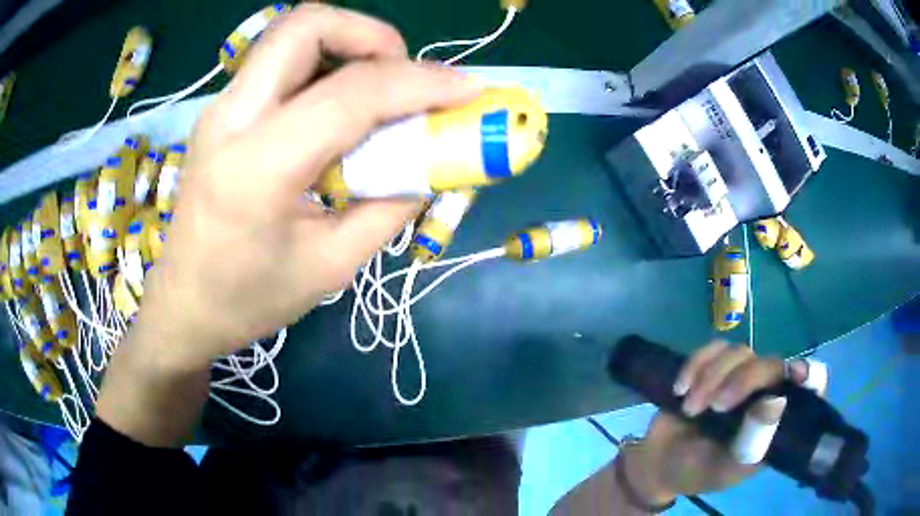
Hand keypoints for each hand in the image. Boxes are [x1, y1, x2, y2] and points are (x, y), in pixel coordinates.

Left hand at [134, 4, 482, 370]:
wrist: (183, 305)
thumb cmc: (249, 299)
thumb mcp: (331, 267)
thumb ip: (390, 207)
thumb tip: (431, 163)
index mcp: (257, 167)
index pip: (351, 93)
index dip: (420, 82)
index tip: (467, 89)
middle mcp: (231, 118)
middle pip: (306, 24)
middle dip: (370, 35)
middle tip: (402, 75)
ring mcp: (221, 108)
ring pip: (291, 34)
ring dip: (347, 44)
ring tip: (376, 90)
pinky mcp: (222, 112)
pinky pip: (280, 61)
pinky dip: (323, 65)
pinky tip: (337, 107)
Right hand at [621, 342, 822, 504]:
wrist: (658, 463)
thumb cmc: (695, 473)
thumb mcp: (722, 470)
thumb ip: (750, 445)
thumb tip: (776, 404)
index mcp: (774, 422)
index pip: (807, 390)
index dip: (809, 375)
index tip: (794, 373)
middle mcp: (763, 394)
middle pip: (770, 364)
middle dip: (743, 380)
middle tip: (716, 405)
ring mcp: (739, 378)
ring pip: (740, 353)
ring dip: (711, 377)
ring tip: (689, 408)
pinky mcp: (714, 368)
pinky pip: (713, 349)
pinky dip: (696, 364)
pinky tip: (680, 388)